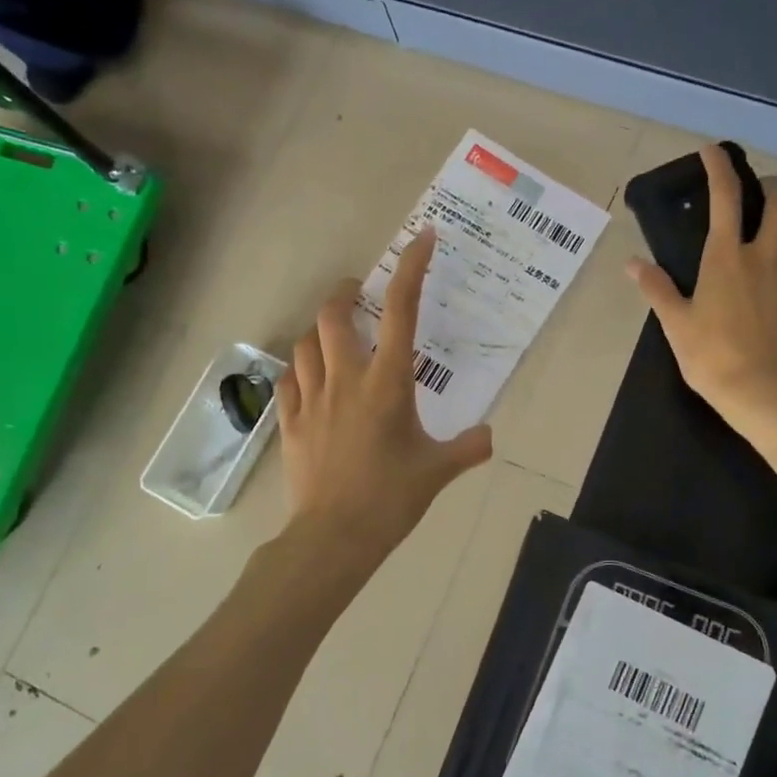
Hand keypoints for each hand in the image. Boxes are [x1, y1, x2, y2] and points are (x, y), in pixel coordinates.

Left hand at [277, 226, 492, 559]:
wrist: (335, 536)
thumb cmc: (390, 498)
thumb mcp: (438, 471)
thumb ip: (468, 448)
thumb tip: (488, 436)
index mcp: (387, 383)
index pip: (401, 312)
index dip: (411, 269)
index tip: (421, 239)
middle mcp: (346, 379)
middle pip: (334, 315)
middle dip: (347, 294)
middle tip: (359, 295)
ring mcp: (311, 399)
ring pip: (305, 343)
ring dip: (321, 330)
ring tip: (335, 337)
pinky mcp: (289, 421)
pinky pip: (287, 379)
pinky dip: (299, 368)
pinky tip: (308, 376)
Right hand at [626, 144, 776, 424]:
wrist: (762, 391)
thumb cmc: (711, 356)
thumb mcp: (675, 323)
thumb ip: (656, 288)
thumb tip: (631, 263)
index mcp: (725, 258)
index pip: (725, 198)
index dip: (719, 168)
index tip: (713, 150)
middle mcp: (765, 256)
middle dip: (772, 186)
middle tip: (764, 187)